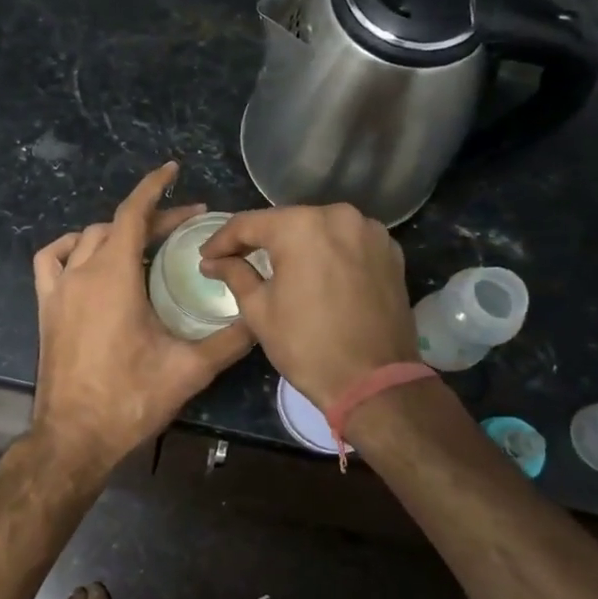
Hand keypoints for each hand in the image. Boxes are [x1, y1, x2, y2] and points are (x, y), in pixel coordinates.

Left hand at [31, 162, 254, 470]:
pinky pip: (51, 260)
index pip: (134, 213)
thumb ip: (231, 339)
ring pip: (85, 238)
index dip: (155, 187)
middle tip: (186, 226)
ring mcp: (58, 289)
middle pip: (116, 225)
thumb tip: (262, 316)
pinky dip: (69, 248)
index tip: (173, 169)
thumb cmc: (131, 399)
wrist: (75, 437)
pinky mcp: (46, 307)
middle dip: (151, 218)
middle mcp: (82, 272)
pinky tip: (86, 257)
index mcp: (114, 276)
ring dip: (115, 231)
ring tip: (144, 242)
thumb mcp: (190, 369)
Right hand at [198, 203, 416, 410]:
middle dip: (260, 240)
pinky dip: (328, 252)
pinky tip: (315, 272)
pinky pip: (347, 242)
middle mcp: (339, 216)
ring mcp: (370, 232)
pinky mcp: (390, 251)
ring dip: (296, 244)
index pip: (249, 224)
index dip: (222, 240)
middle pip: (287, 222)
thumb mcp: (259, 310)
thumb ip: (235, 274)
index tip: (207, 256)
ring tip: (276, 266)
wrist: (374, 381)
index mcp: (301, 226)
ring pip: (319, 229)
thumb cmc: (307, 345)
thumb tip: (212, 261)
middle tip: (236, 259)